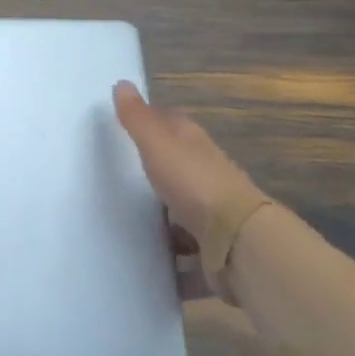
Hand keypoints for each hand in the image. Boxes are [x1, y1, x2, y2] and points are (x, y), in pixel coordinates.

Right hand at [112, 82, 271, 301]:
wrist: (240, 243)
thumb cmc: (195, 184)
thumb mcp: (158, 144)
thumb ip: (138, 118)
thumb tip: (121, 82)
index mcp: (195, 147)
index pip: (173, 126)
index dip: (152, 125)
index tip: (124, 130)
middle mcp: (208, 178)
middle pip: (177, 173)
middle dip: (154, 179)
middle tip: (114, 184)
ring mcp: (215, 219)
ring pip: (183, 219)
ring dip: (163, 227)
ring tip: (125, 233)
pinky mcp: (217, 256)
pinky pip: (190, 261)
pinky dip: (174, 269)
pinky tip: (149, 273)